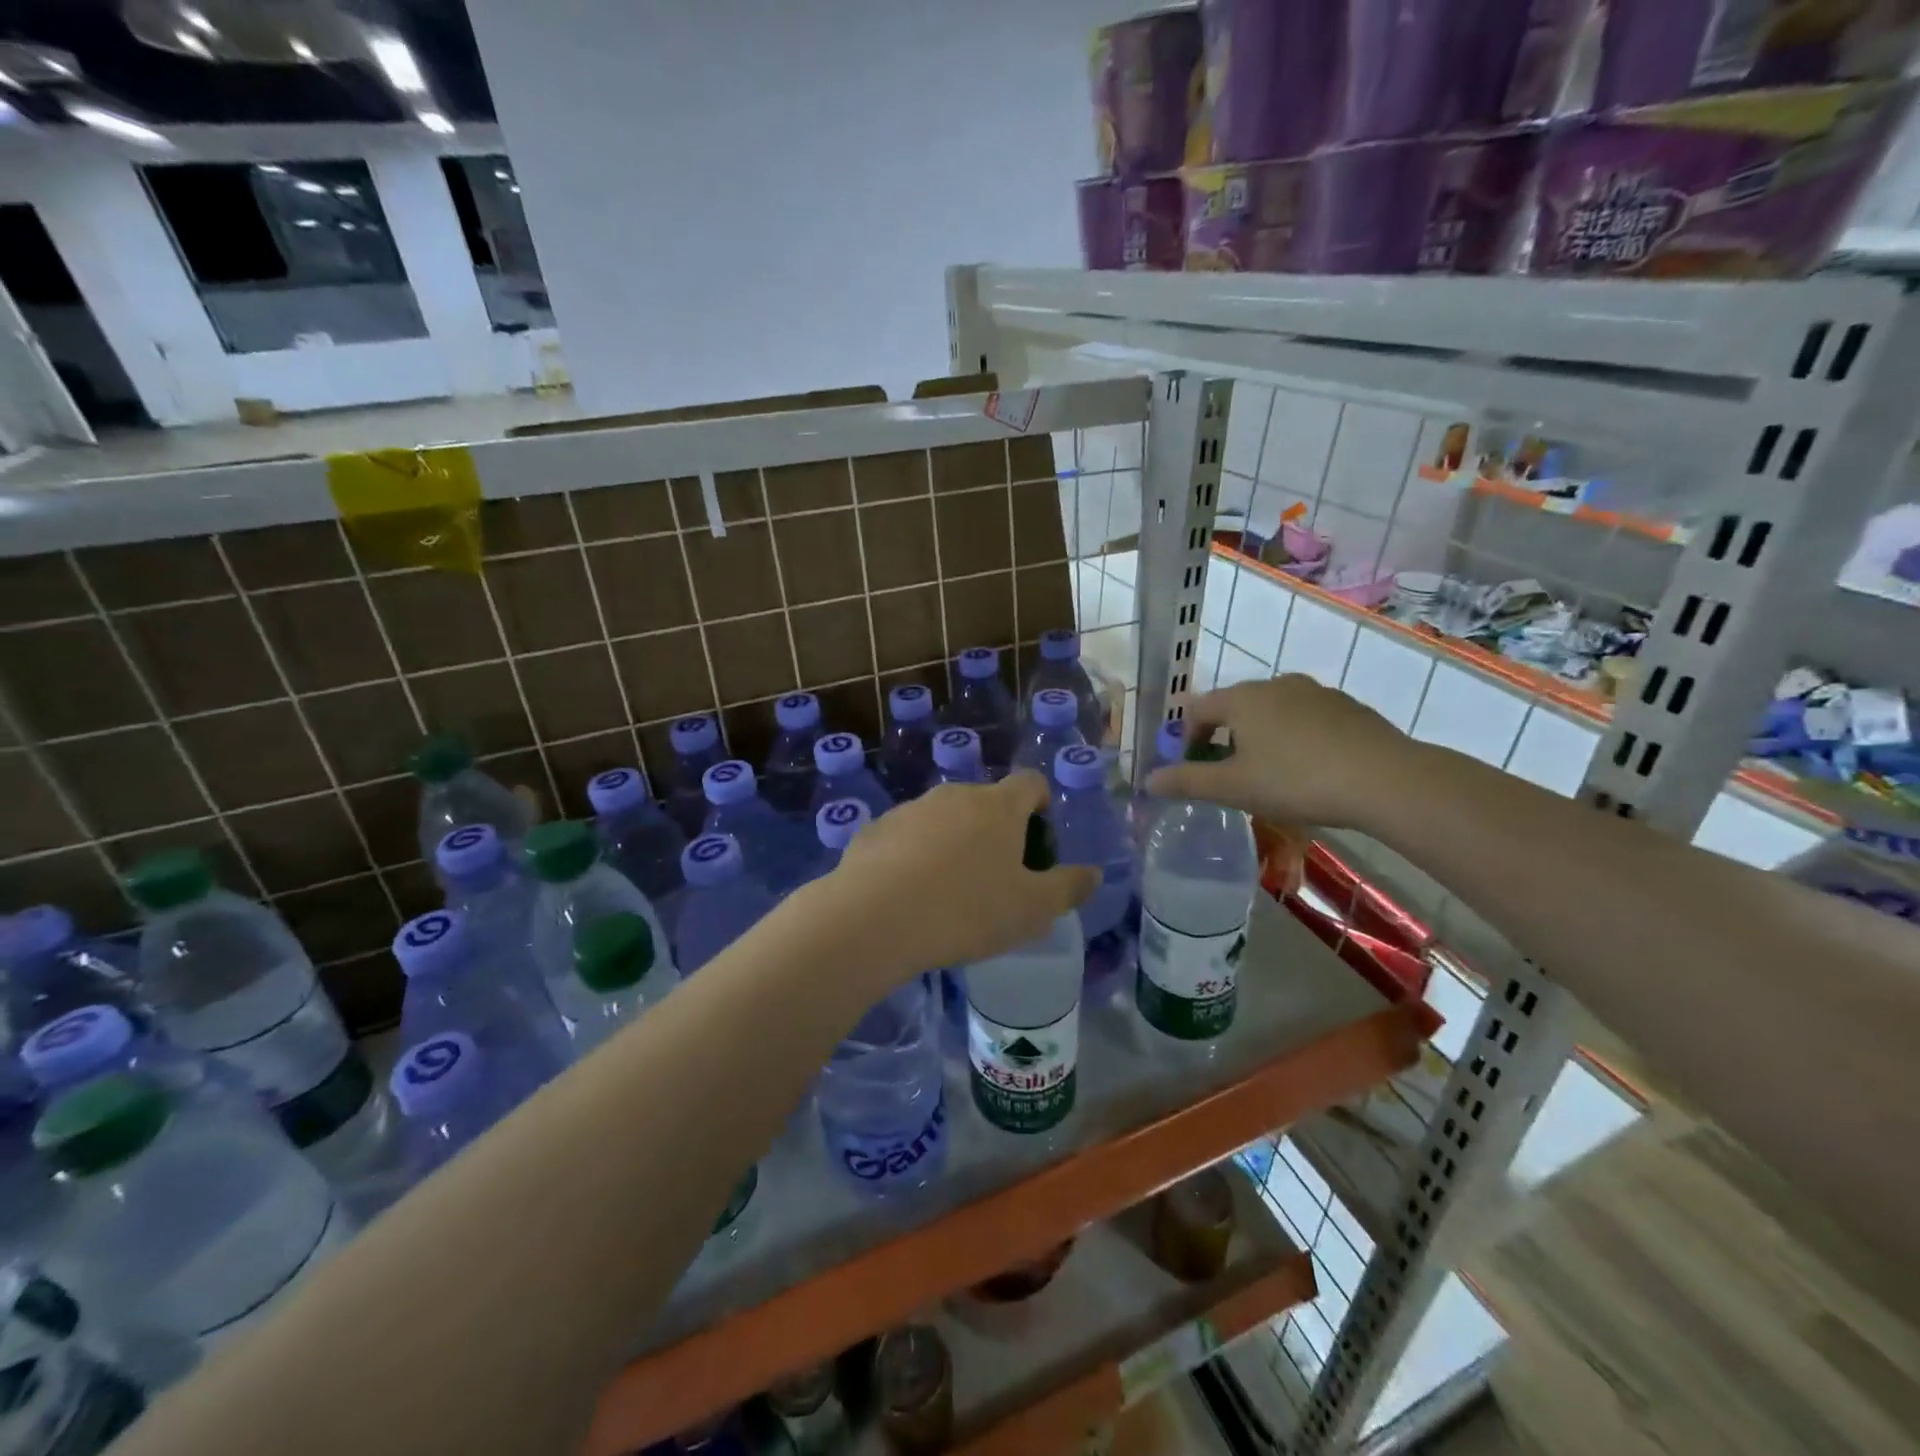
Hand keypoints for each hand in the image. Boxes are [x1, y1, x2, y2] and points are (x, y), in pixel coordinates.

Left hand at [826, 771, 1097, 982]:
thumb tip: (1093, 874)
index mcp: (998, 806)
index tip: (1037, 837)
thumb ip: (1068, 888)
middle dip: (995, 830)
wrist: (875, 919)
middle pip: (985, 801)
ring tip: (949, 891)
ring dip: (953, 843)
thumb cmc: (967, 910)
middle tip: (996, 876)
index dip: (1040, 803)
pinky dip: (914, 855)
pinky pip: (906, 837)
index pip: (1030, 782)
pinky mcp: (875, 829)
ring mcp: (911, 809)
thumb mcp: (1032, 909)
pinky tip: (909, 894)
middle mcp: (954, 795)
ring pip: (943, 818)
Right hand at [1144, 675, 1415, 828]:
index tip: (1192, 767)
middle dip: (1224, 736)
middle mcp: (1276, 684)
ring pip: (1273, 711)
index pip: (1197, 708)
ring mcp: (1316, 692)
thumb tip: (1148, 780)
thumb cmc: (1295, 780)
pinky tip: (1309, 769)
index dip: (1187, 737)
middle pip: (1235, 706)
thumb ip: (1187, 782)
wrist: (1384, 779)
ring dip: (1261, 736)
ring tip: (1270, 773)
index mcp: (1242, 698)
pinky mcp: (1348, 707)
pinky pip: (1306, 718)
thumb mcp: (1233, 788)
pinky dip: (1296, 738)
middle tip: (1228, 773)